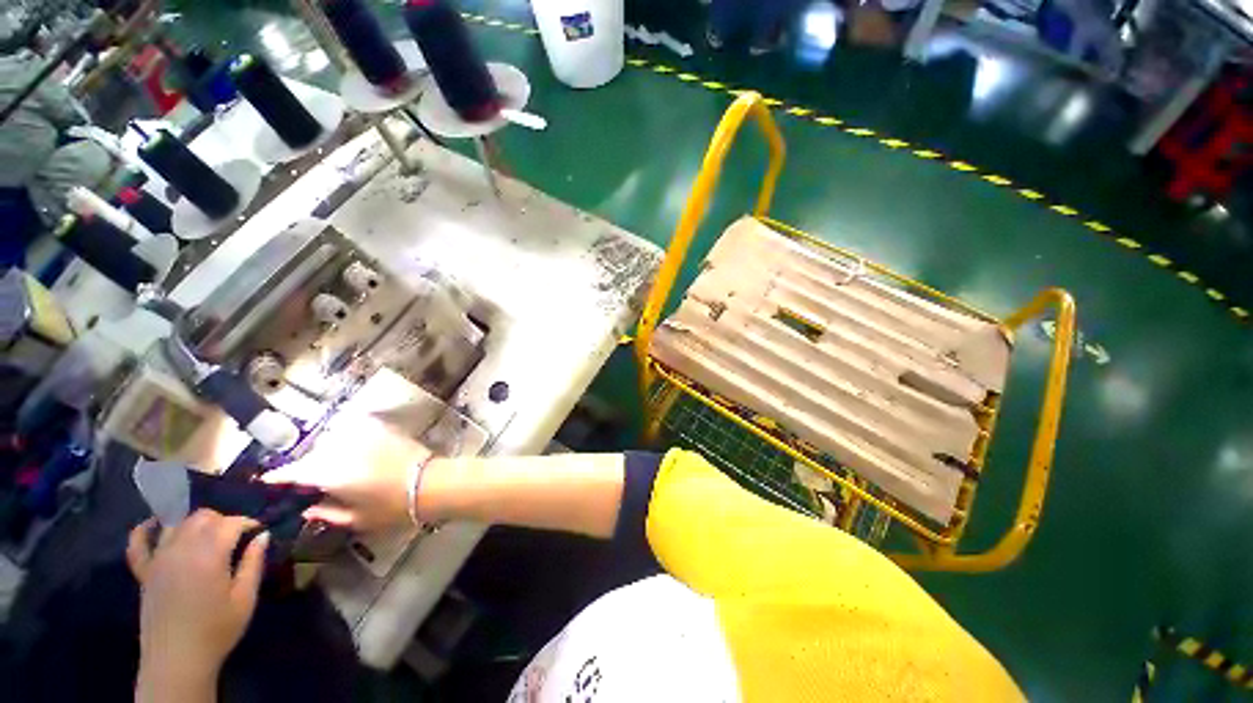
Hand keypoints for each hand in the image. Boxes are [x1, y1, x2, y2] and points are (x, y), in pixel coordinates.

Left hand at [127, 511, 268, 695]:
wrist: (177, 660)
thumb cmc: (217, 629)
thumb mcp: (245, 598)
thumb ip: (253, 563)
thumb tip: (262, 535)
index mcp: (209, 555)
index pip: (230, 523)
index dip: (247, 523)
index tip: (259, 531)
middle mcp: (181, 549)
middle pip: (201, 517)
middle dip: (222, 520)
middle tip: (235, 537)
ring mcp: (158, 559)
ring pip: (176, 524)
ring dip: (194, 524)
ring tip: (207, 537)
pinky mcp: (143, 572)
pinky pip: (137, 543)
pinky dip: (146, 529)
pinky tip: (156, 525)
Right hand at [263, 412, 431, 533]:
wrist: (432, 482)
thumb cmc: (394, 507)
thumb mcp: (357, 519)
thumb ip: (327, 513)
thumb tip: (307, 509)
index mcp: (330, 473)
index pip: (294, 472)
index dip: (278, 476)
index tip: (267, 480)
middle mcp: (341, 449)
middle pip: (312, 453)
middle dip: (305, 465)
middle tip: (306, 479)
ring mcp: (364, 435)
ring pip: (332, 439)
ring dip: (326, 450)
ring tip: (331, 464)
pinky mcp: (383, 428)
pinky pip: (356, 428)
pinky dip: (347, 436)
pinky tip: (352, 448)